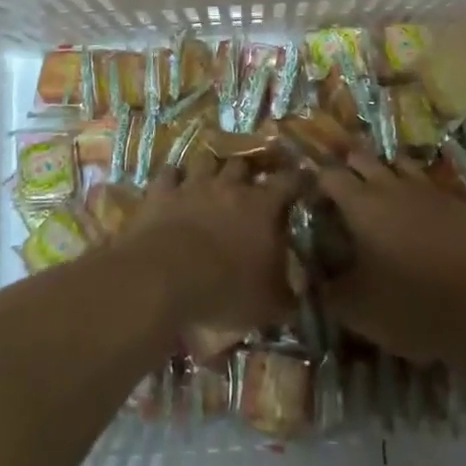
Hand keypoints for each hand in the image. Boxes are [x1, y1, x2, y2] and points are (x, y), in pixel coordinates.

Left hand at [127, 152, 303, 336]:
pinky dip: (173, 179)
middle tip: (249, 184)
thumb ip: (287, 296)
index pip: (289, 181)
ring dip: (210, 169)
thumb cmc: (226, 288)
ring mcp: (193, 185)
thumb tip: (297, 297)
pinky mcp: (161, 193)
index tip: (303, 180)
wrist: (165, 277)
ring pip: (206, 160)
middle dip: (247, 171)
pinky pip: (169, 174)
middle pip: (243, 163)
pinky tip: (173, 187)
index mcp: (263, 206)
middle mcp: (230, 186)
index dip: (298, 179)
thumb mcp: (268, 305)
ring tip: (211, 179)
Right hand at [319, 151, 465, 365]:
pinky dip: (418, 194)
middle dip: (349, 167)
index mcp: (361, 205)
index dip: (317, 182)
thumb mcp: (357, 310)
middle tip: (343, 190)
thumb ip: (328, 292)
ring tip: (381, 194)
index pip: (329, 175)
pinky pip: (430, 186)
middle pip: (363, 158)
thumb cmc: (412, 305)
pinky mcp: (458, 203)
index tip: (313, 199)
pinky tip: (420, 215)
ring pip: (399, 164)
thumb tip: (313, 281)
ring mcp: (428, 190)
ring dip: (385, 173)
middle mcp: (392, 186)